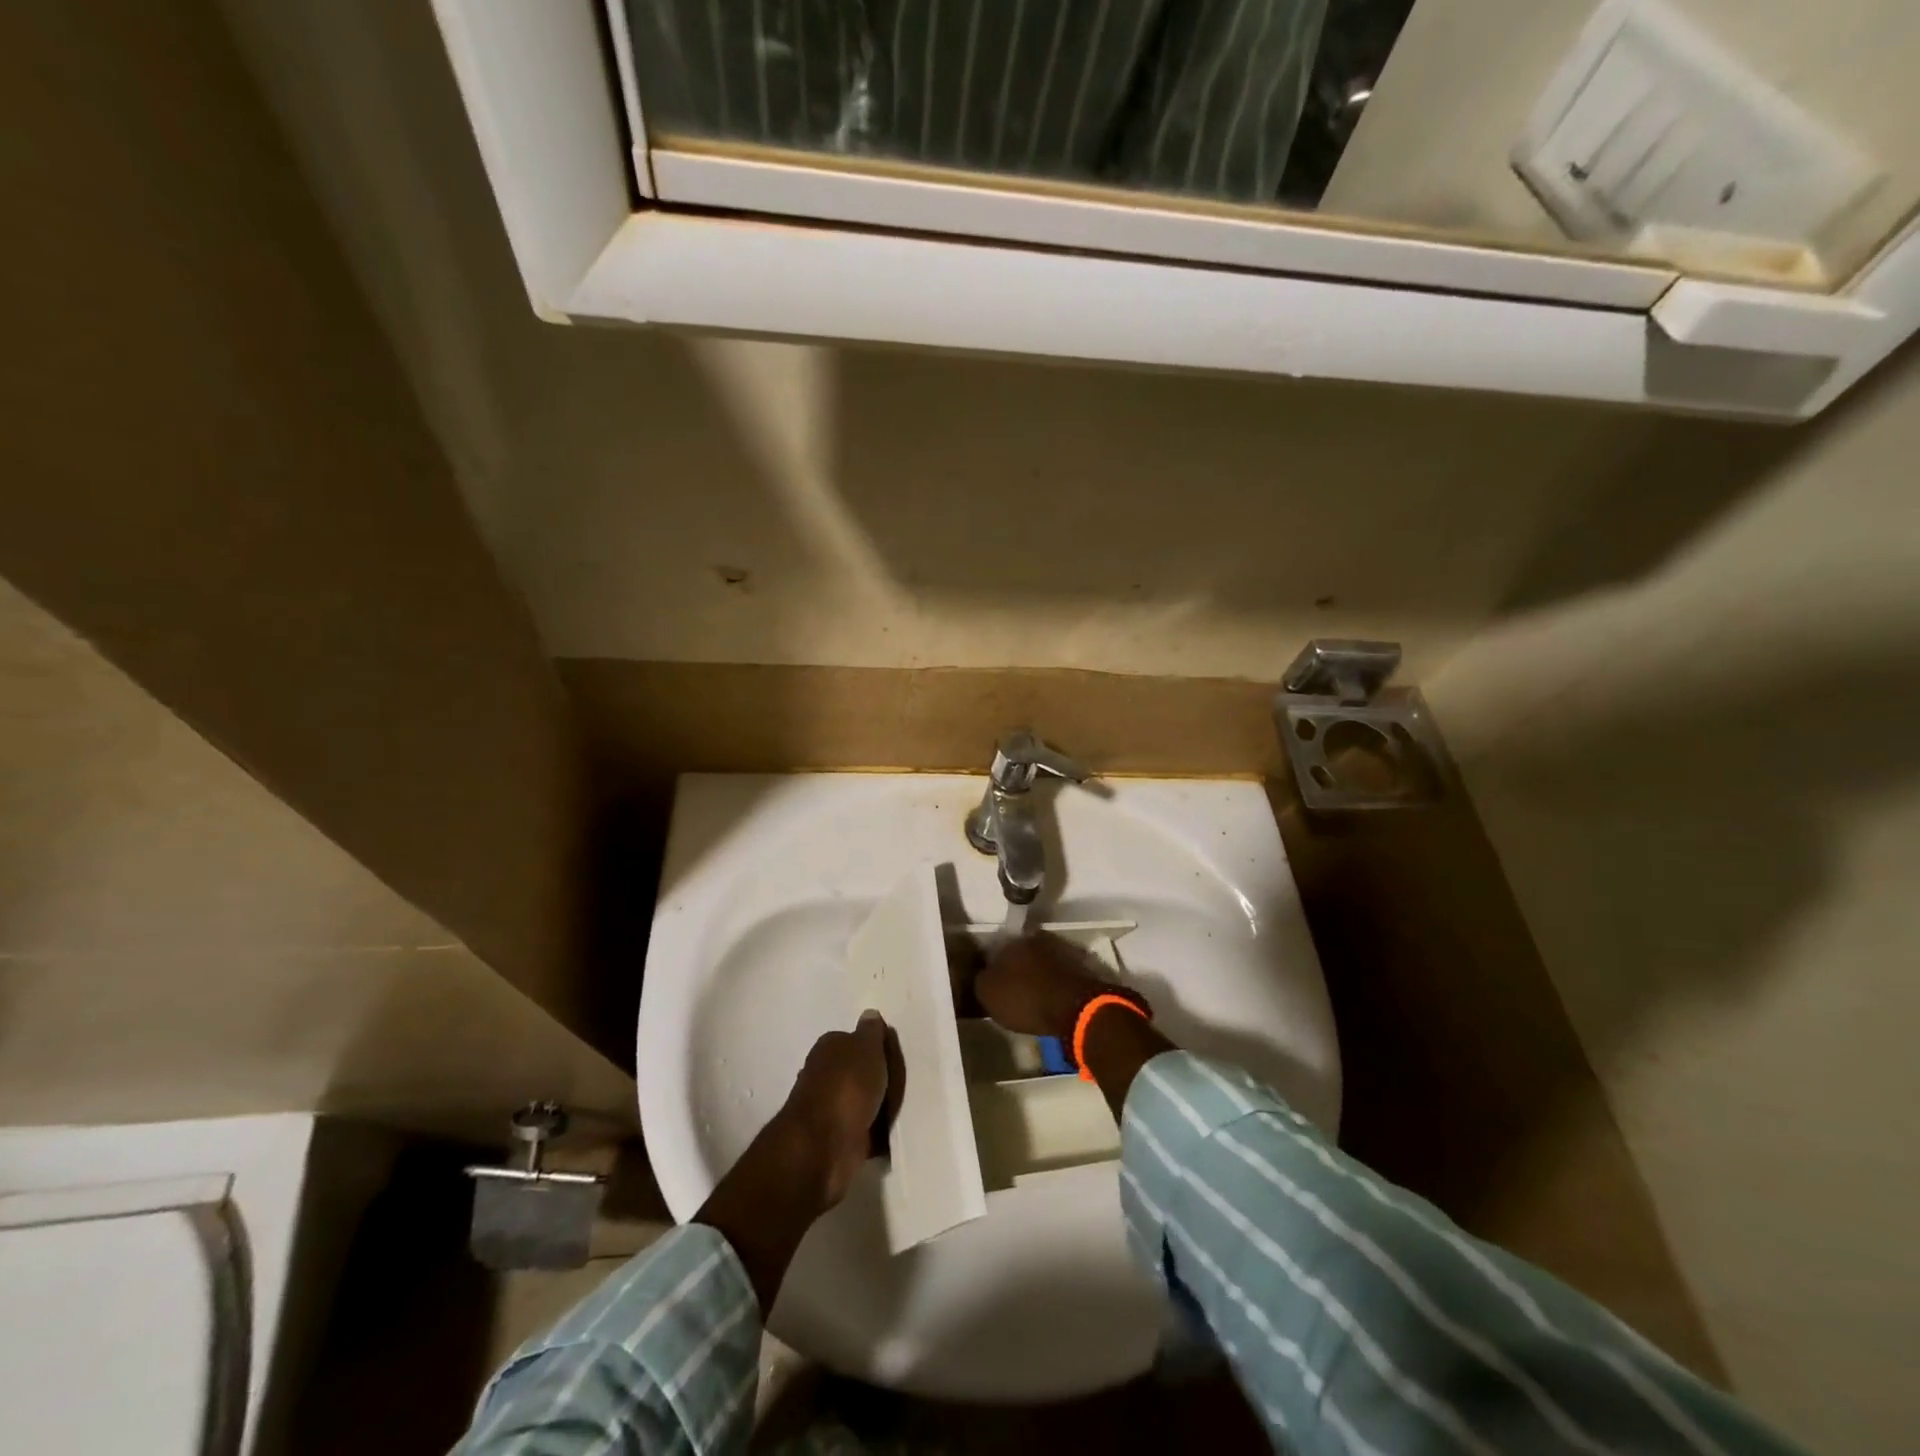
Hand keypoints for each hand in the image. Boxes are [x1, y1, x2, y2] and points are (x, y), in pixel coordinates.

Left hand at [776, 1012, 903, 1209]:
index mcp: (828, 1048)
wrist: (824, 1146)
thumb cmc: (847, 1086)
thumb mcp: (866, 1048)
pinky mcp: (838, 1139)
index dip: (875, 1046)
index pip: (854, 1039)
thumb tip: (869, 1014)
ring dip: (879, 1106)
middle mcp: (825, 1075)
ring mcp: (830, 1109)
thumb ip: (871, 1032)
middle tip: (905, 1083)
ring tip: (904, 1107)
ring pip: (862, 1101)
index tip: (896, 1055)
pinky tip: (895, 1133)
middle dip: (878, 1078)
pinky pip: (865, 1130)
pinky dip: (877, 1133)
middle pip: (858, 1071)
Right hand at [975, 932, 1149, 1040]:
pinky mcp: (1082, 968)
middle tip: (1012, 991)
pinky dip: (1054, 984)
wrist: (1076, 1008)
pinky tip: (1051, 1000)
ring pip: (1042, 963)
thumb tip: (981, 975)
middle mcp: (1038, 939)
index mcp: (1013, 940)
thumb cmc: (1026, 998)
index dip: (991, 968)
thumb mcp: (988, 994)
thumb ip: (980, 980)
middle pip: (1021, 954)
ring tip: (1033, 998)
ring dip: (1037, 976)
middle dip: (1016, 969)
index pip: (995, 950)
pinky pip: (1060, 975)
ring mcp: (1063, 951)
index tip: (991, 984)